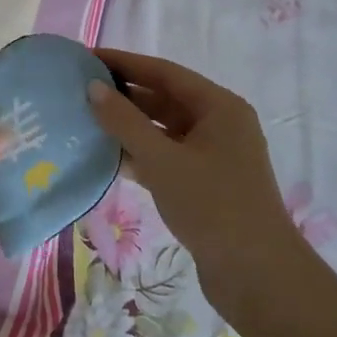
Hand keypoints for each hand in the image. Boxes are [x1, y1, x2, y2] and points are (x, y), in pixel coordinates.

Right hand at [86, 48, 302, 325]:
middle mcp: (218, 124)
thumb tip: (93, 88)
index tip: (86, 58)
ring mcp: (212, 155)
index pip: (164, 72)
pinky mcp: (203, 184)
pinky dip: (138, 153)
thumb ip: (125, 122)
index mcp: (219, 107)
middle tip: (78, 88)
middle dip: (123, 93)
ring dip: (128, 125)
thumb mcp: (163, 161)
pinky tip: (105, 155)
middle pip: (164, 98)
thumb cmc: (213, 207)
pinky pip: (165, 156)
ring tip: (85, 118)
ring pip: (162, 129)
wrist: (258, 278)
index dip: (124, 63)